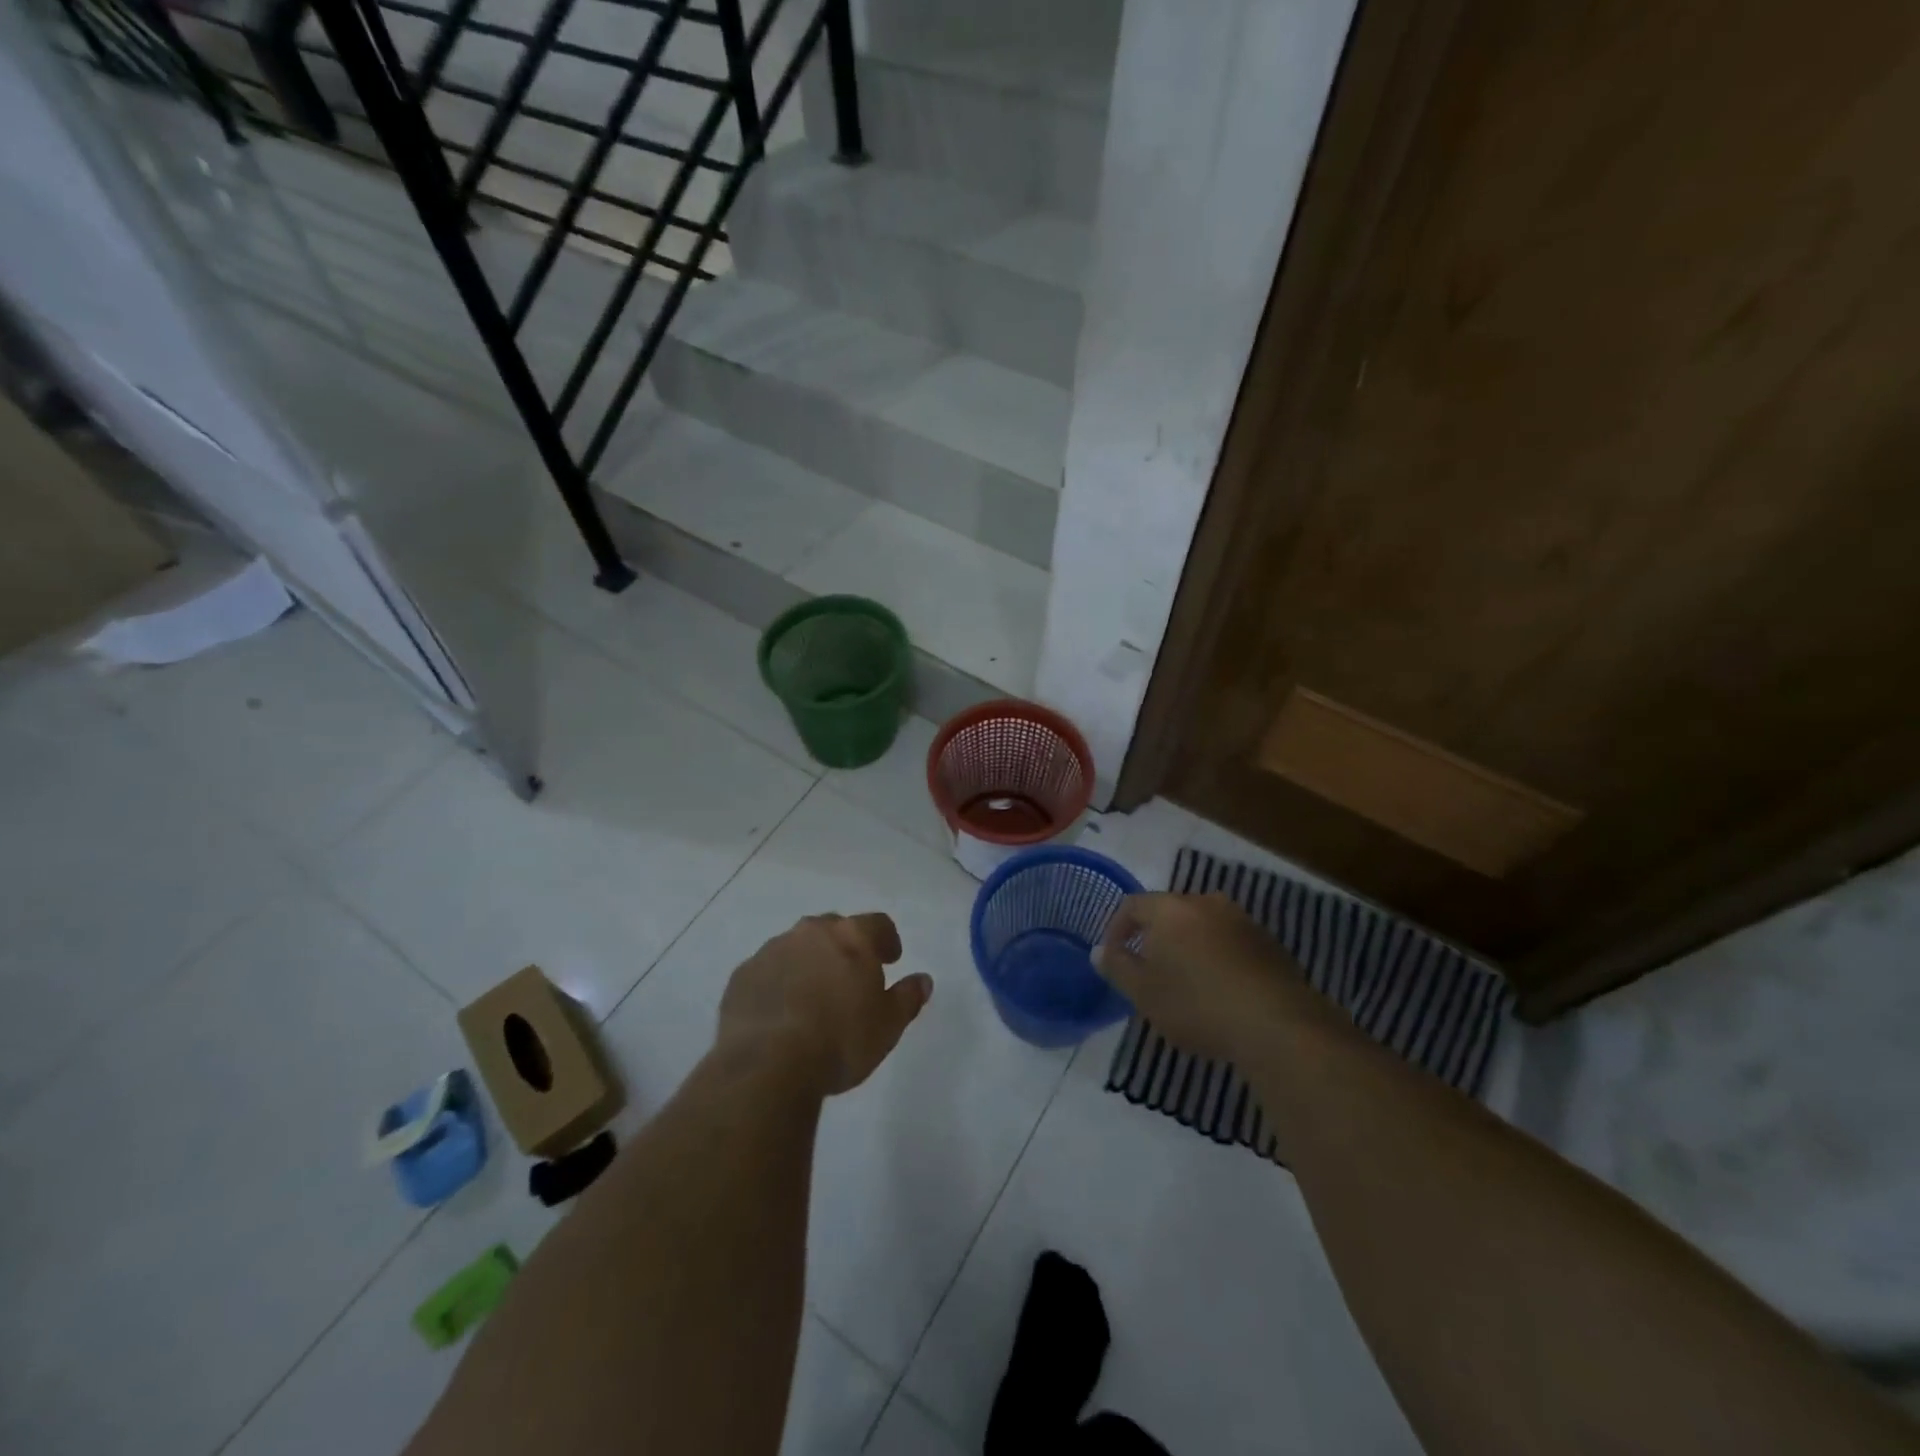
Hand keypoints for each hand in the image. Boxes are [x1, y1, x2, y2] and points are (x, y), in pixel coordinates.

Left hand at [717, 913, 932, 1096]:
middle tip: (851, 977)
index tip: (891, 959)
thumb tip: (923, 980)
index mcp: (851, 936)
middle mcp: (810, 932)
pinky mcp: (741, 976)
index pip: (877, 923)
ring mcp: (771, 951)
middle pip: (834, 928)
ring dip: (808, 963)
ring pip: (797, 947)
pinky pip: (767, 971)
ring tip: (813, 997)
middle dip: (844, 947)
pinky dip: (778, 982)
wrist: (767, 1064)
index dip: (887, 940)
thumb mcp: (888, 1025)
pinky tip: (781, 1012)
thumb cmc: (840, 1041)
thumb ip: (907, 997)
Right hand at [1092, 893, 1309, 1062]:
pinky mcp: (1268, 942)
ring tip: (1185, 980)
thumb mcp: (1144, 993)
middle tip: (1148, 969)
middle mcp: (1205, 903)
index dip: (1116, 928)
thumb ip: (1117, 967)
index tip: (1113, 956)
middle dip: (1154, 936)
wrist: (1278, 1025)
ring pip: (1202, 925)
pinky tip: (1220, 988)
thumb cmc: (1197, 1005)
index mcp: (1170, 909)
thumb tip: (1099, 950)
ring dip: (1188, 945)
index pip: (1131, 905)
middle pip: (1169, 911)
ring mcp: (1241, 920)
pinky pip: (1229, 941)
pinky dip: (1217, 956)